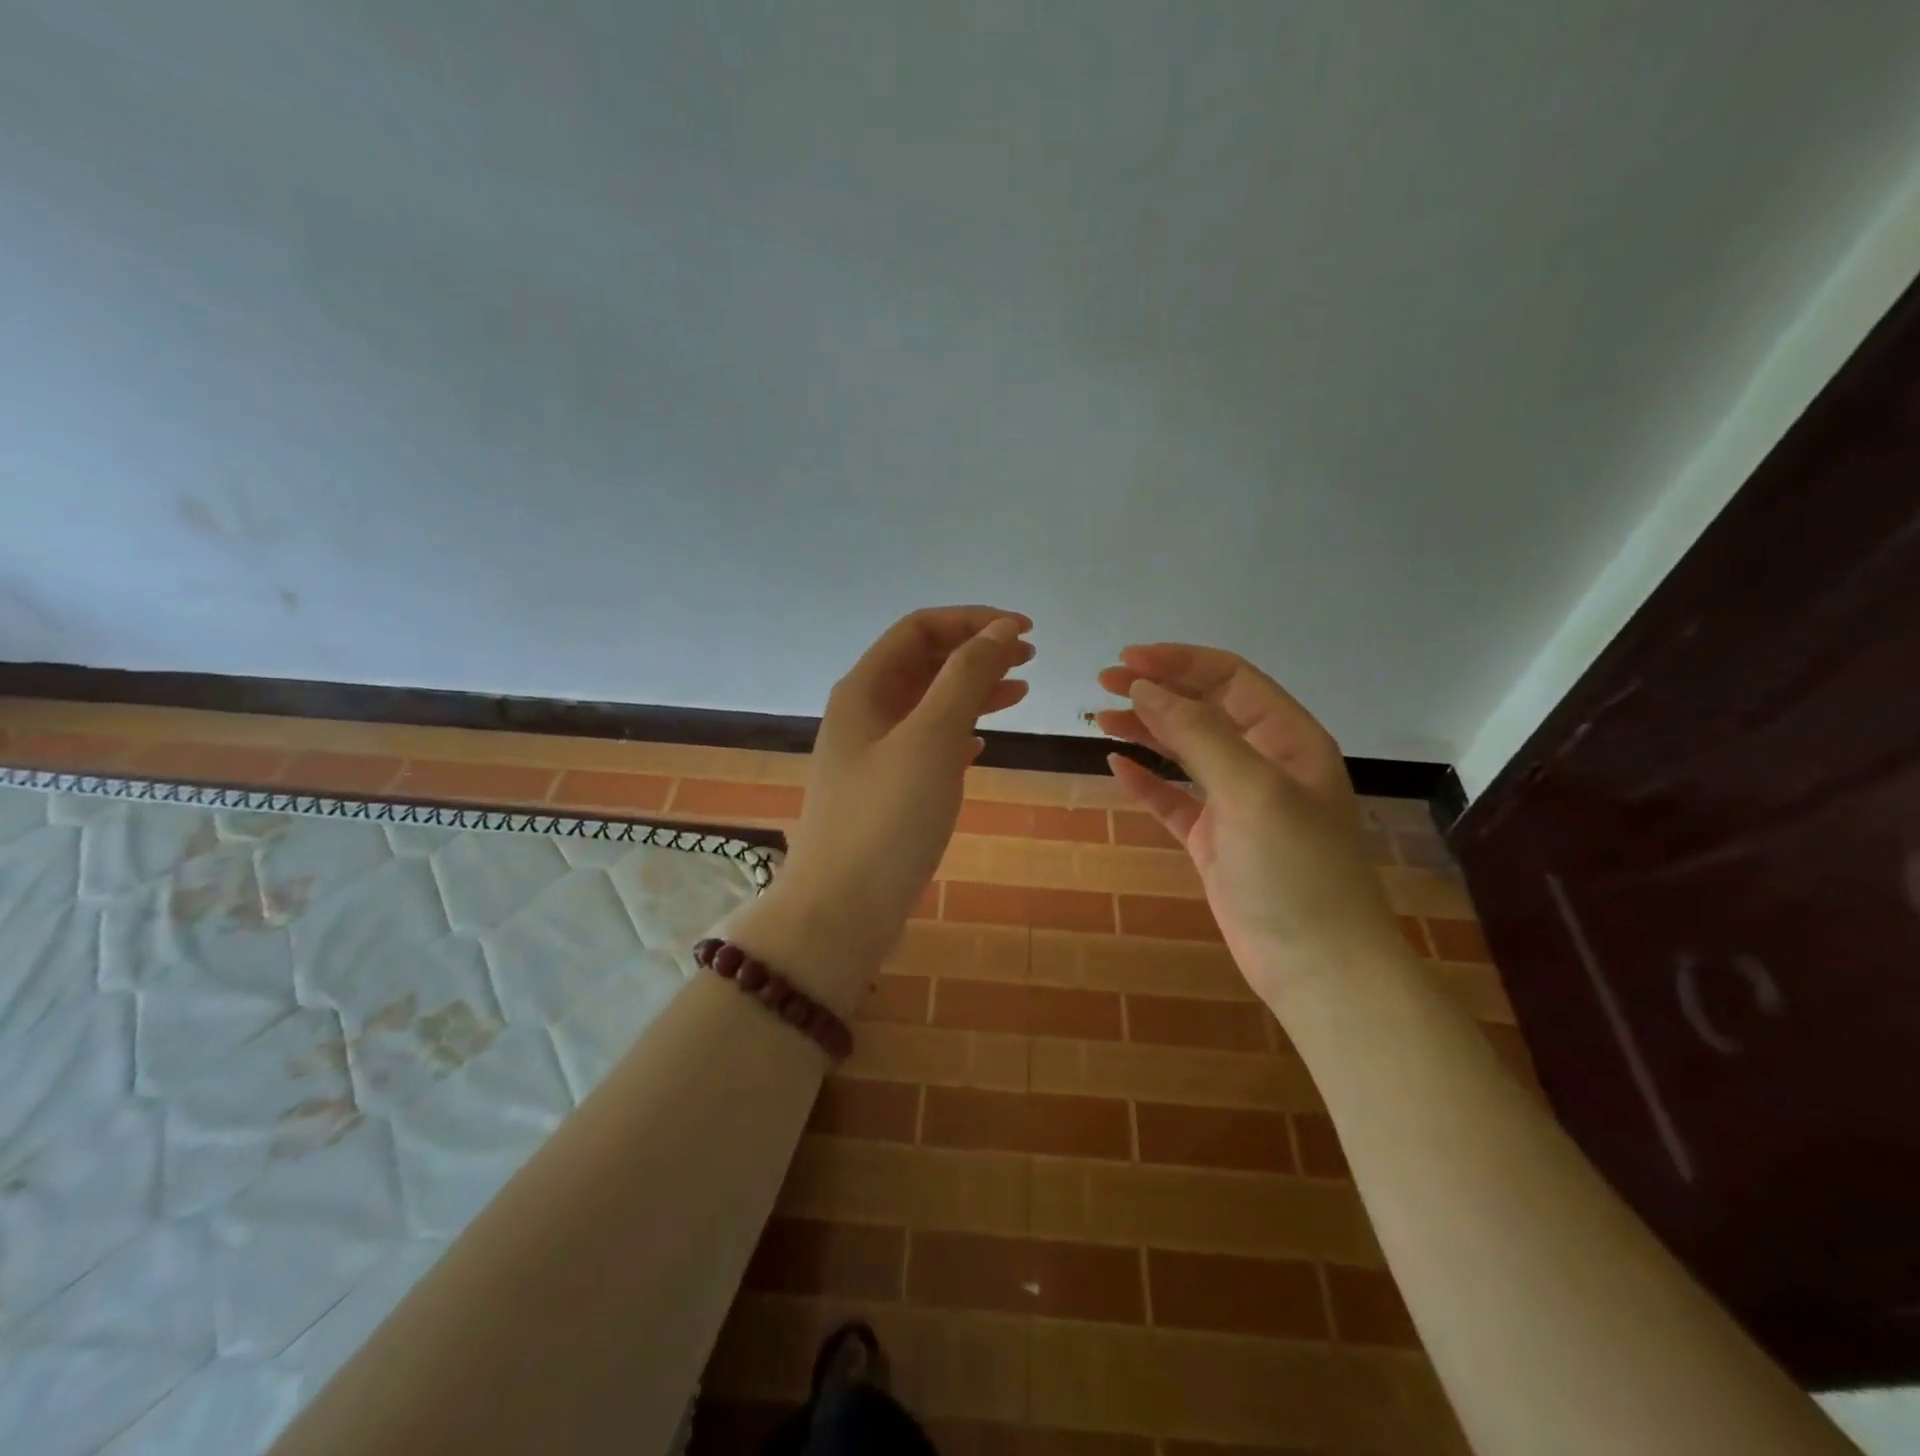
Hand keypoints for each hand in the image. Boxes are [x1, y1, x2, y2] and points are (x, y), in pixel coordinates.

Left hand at [744, 607, 1032, 1009]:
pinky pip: (925, 745)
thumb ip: (966, 678)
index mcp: (864, 689)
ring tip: (1020, 694)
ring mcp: (872, 755)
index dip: (972, 620)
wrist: (840, 912)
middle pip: (923, 663)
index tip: (1025, 631)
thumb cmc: (886, 820)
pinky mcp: (885, 792)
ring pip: (927, 705)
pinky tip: (981, 745)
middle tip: (1029, 660)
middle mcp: (863, 713)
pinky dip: (957, 734)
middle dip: (975, 653)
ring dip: (971, 692)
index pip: (919, 629)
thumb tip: (1000, 629)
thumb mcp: (931, 739)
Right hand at [1096, 644, 1404, 1002]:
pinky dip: (1146, 782)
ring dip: (1146, 731)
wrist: (1317, 966)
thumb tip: (1145, 688)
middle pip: (1203, 710)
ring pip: (1185, 752)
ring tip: (1101, 717)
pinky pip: (1174, 799)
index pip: (1229, 679)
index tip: (1127, 661)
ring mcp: (1237, 803)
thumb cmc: (1294, 869)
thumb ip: (1198, 734)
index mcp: (1288, 738)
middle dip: (1156, 691)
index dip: (1179, 662)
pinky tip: (1117, 766)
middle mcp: (1263, 762)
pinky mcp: (1214, 840)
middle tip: (1104, 684)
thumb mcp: (1252, 789)